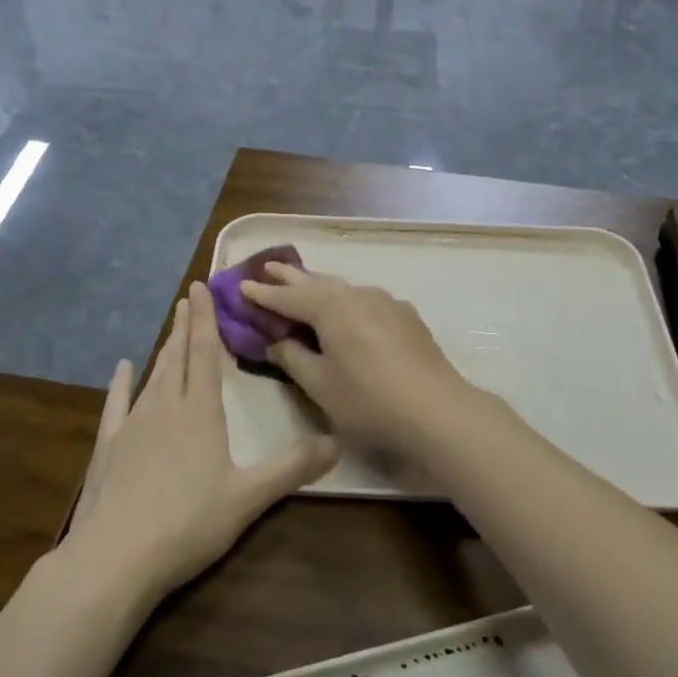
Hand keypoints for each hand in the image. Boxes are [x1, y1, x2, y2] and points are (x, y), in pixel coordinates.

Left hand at [68, 282, 336, 600]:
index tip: (200, 287)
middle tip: (188, 297)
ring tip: (171, 328)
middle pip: (178, 357)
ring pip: (152, 376)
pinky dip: (120, 384)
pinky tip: (121, 369)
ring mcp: (132, 426)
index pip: (206, 354)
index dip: (206, 319)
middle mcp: (165, 408)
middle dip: (186, 326)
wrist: (113, 558)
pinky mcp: (107, 448)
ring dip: (164, 349)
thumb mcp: (248, 498)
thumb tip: (337, 441)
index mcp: (200, 413)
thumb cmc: (186, 524)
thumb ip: (292, 468)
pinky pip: (116, 405)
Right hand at [240, 264, 485, 451]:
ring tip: (304, 282)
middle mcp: (356, 295)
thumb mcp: (319, 384)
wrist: (436, 409)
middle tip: (268, 267)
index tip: (241, 287)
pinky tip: (350, 307)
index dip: (263, 295)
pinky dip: (347, 299)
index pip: (287, 298)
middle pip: (316, 283)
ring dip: (320, 285)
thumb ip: (293, 358)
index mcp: (330, 308)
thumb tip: (275, 341)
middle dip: (290, 277)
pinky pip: (366, 299)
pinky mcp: (406, 316)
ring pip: (343, 288)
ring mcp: (385, 302)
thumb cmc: (368, 400)